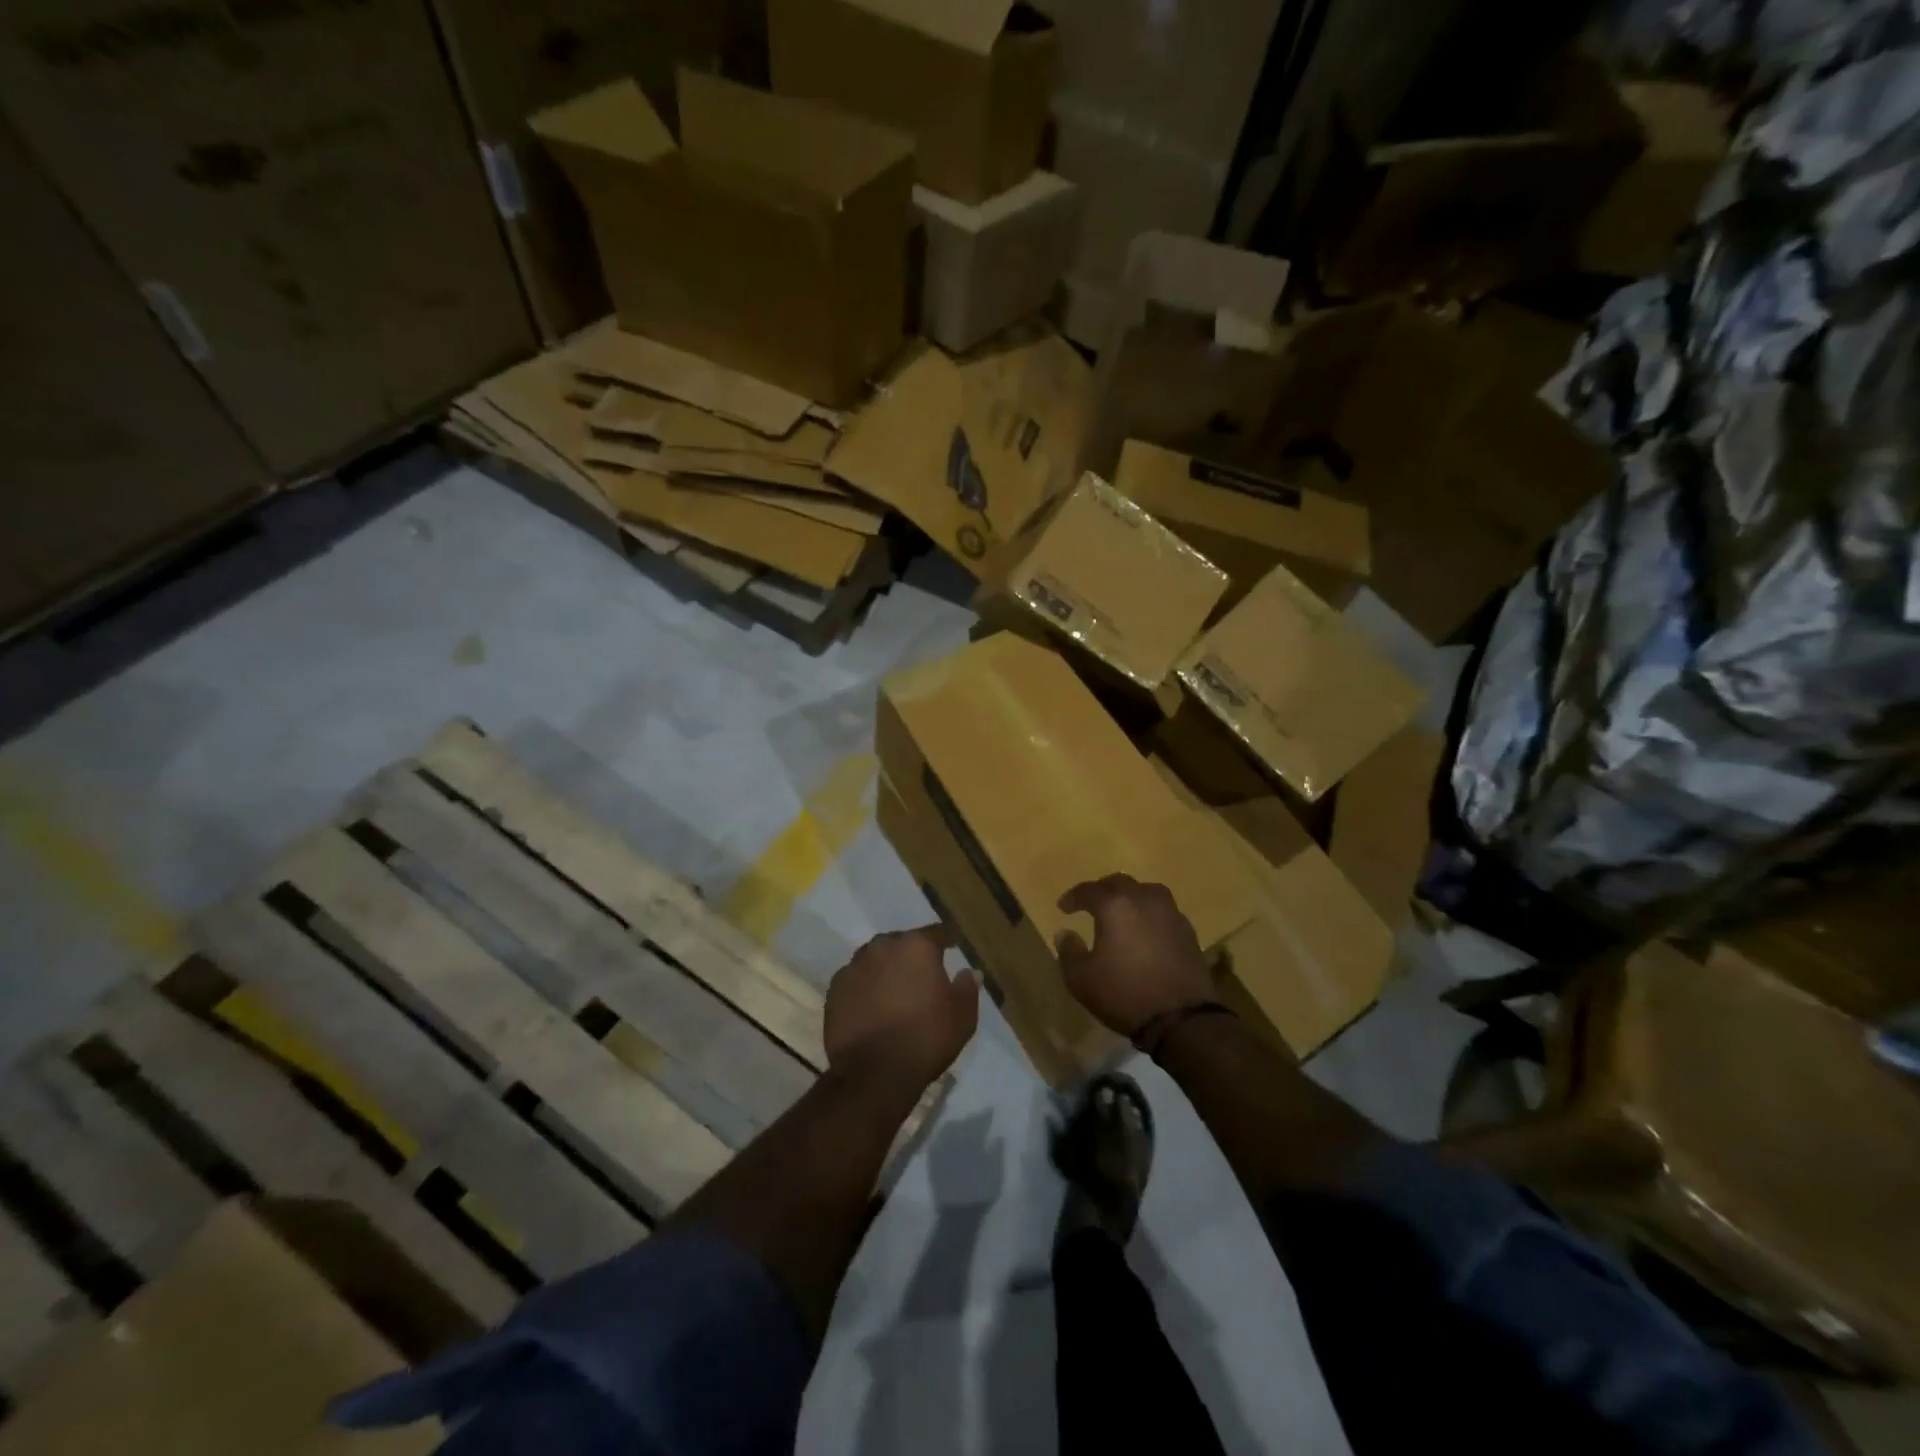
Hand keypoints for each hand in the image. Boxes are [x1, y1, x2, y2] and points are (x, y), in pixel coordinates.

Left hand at [825, 926, 979, 1089]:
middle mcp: (883, 946)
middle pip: (903, 943)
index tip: (953, 944)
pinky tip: (872, 1006)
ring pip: (877, 958)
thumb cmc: (924, 1040)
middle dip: (913, 955)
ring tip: (896, 990)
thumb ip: (967, 988)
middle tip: (923, 974)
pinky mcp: (835, 988)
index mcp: (917, 946)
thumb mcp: (962, 1017)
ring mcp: (855, 965)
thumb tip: (969, 972)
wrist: (872, 1074)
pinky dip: (866, 986)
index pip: (937, 933)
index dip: (947, 939)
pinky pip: (857, 979)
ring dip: (887, 968)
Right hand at [1056, 876, 1213, 1037]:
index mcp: (1115, 906)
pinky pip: (1164, 911)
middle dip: (1102, 891)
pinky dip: (1150, 914)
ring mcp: (1170, 913)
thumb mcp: (1081, 979)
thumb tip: (1065, 933)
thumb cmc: (1124, 994)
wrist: (1181, 1019)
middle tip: (1091, 904)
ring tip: (1122, 912)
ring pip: (1146, 891)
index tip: (1063, 908)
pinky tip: (1146, 930)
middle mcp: (1144, 900)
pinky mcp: (1188, 931)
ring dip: (1130, 897)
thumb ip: (1069, 951)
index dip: (1073, 897)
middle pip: (1120, 883)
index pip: (1089, 890)